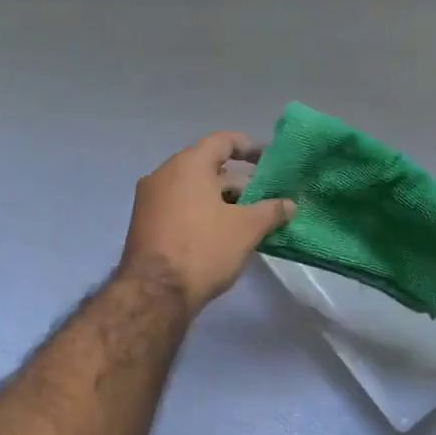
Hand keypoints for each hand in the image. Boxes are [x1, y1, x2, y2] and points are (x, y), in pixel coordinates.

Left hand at [119, 133, 294, 309]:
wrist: (155, 293)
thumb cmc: (203, 248)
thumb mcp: (246, 228)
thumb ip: (272, 211)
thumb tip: (290, 205)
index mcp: (188, 165)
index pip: (222, 141)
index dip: (249, 147)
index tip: (269, 160)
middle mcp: (164, 175)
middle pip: (208, 167)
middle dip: (239, 182)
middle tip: (264, 199)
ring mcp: (150, 201)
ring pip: (194, 190)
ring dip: (221, 200)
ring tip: (248, 220)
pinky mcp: (145, 225)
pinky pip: (180, 207)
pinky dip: (203, 213)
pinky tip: (223, 234)